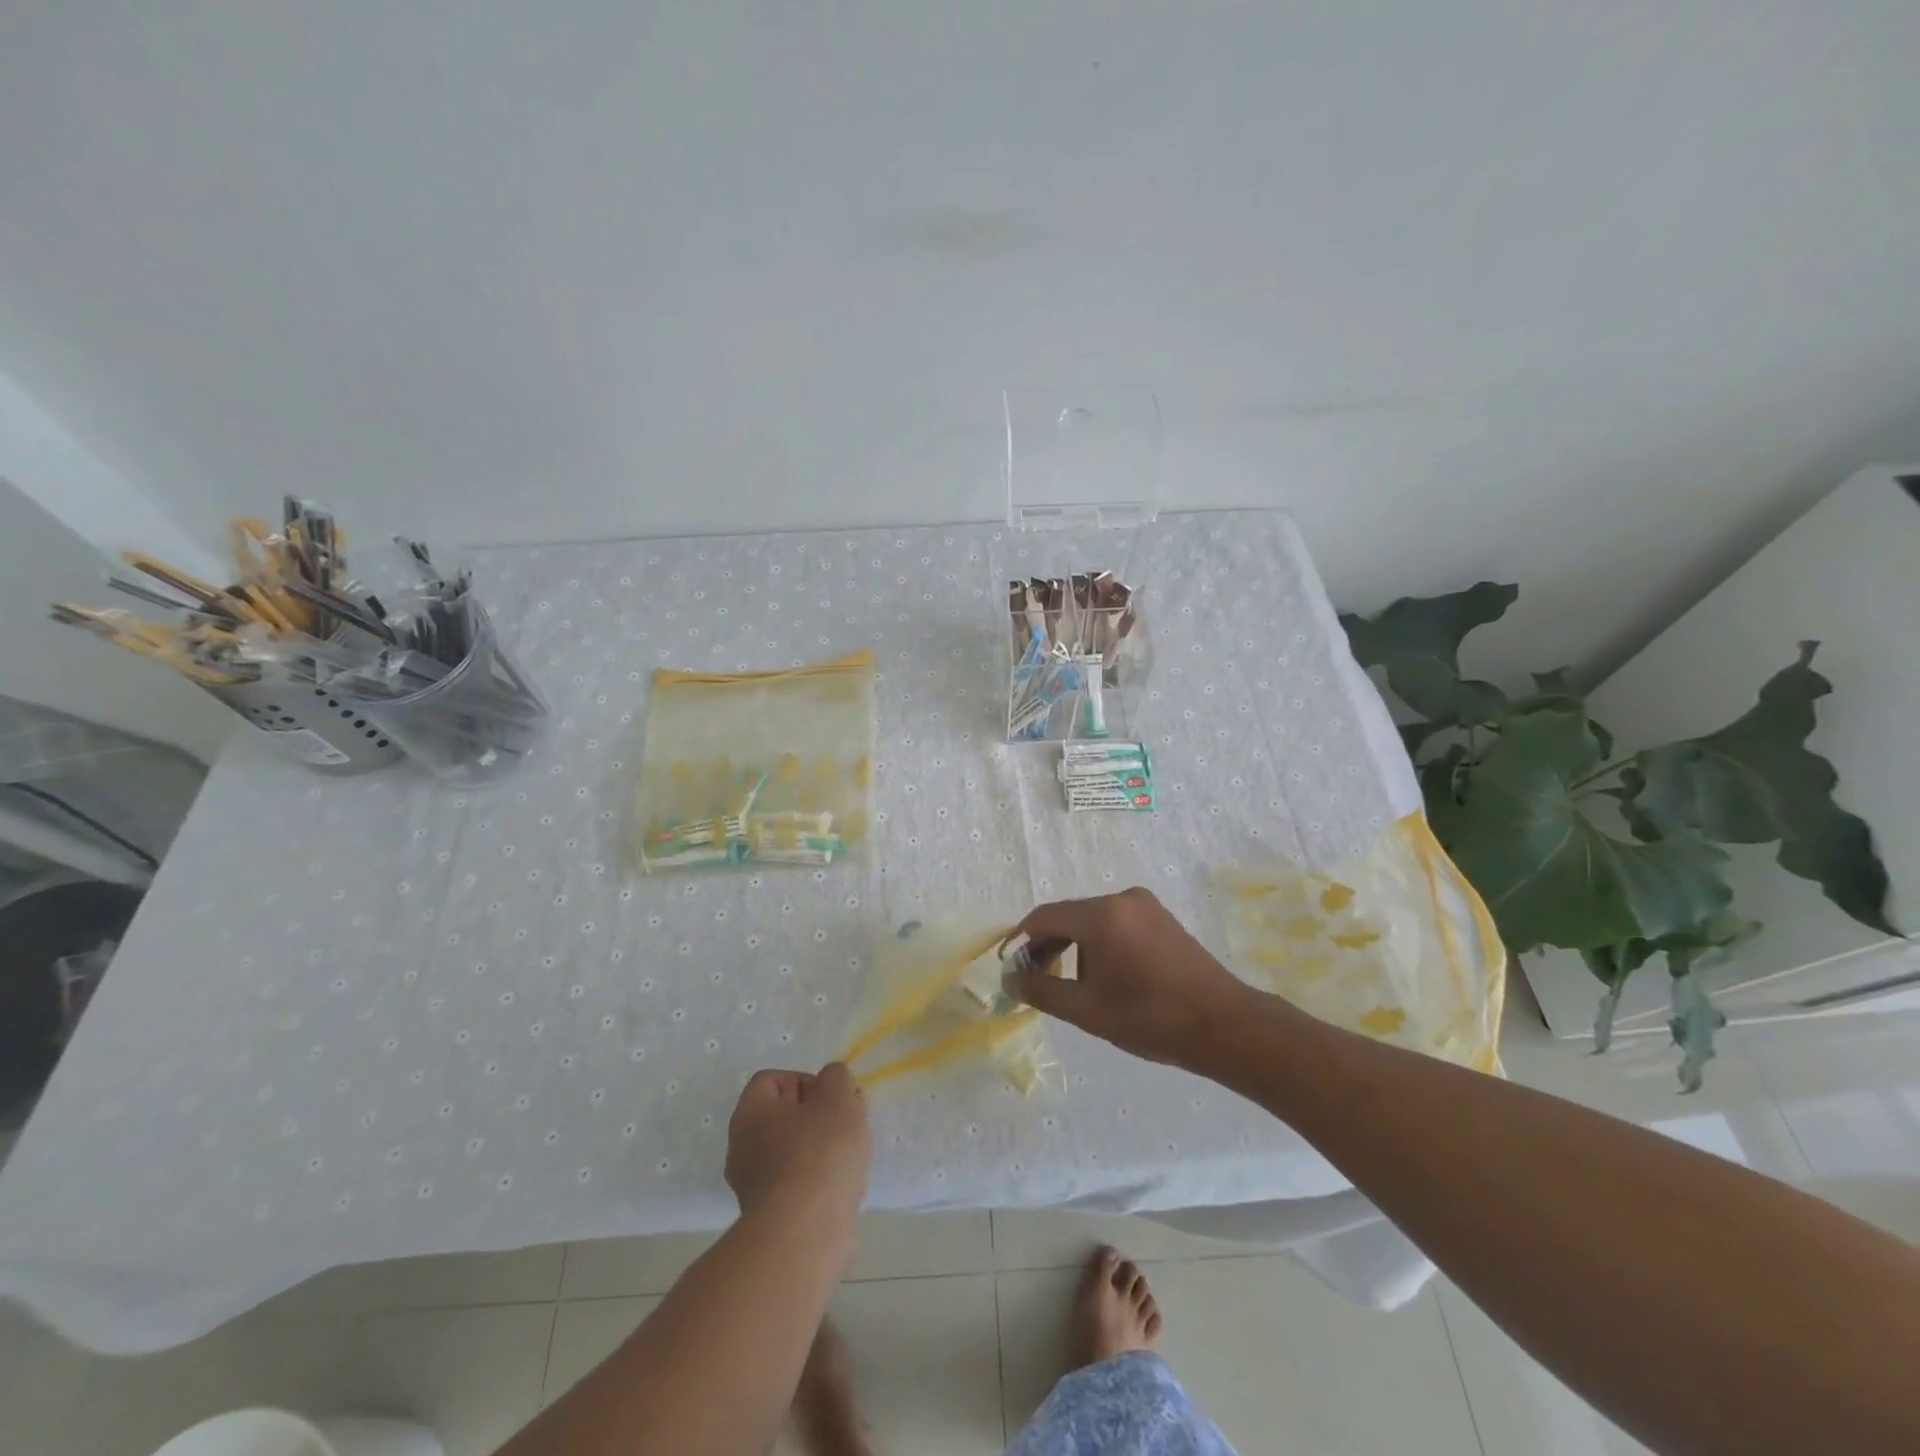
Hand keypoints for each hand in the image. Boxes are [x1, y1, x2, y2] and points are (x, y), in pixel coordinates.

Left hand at [725, 1063, 870, 1219]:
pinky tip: (843, 1190)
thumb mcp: (837, 1096)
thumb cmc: (818, 1152)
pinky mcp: (771, 1220)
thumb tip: (831, 1081)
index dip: (804, 1080)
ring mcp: (753, 1188)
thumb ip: (836, 1078)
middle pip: (783, 1118)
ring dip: (823, 1151)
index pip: (770, 1081)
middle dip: (819, 1117)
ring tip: (850, 1159)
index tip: (831, 1096)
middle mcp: (742, 1148)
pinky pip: (798, 1187)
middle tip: (847, 1123)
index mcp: (750, 1114)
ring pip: (793, 1154)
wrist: (806, 1233)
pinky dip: (820, 1185)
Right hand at [1006, 888, 1256, 1068]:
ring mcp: (1145, 906)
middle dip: (1047, 946)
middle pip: (1069, 916)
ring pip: (1092, 921)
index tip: (1009, 966)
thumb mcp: (1086, 1010)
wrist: (1224, 1025)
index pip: (1044, 917)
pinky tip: (1104, 976)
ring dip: (1074, 948)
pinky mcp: (1161, 918)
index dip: (1021, 940)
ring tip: (1071, 985)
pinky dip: (1099, 944)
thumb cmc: (1150, 1018)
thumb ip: (1041, 990)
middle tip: (1035, 979)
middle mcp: (1122, 899)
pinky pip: (1116, 923)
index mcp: (1101, 915)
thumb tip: (1009, 978)